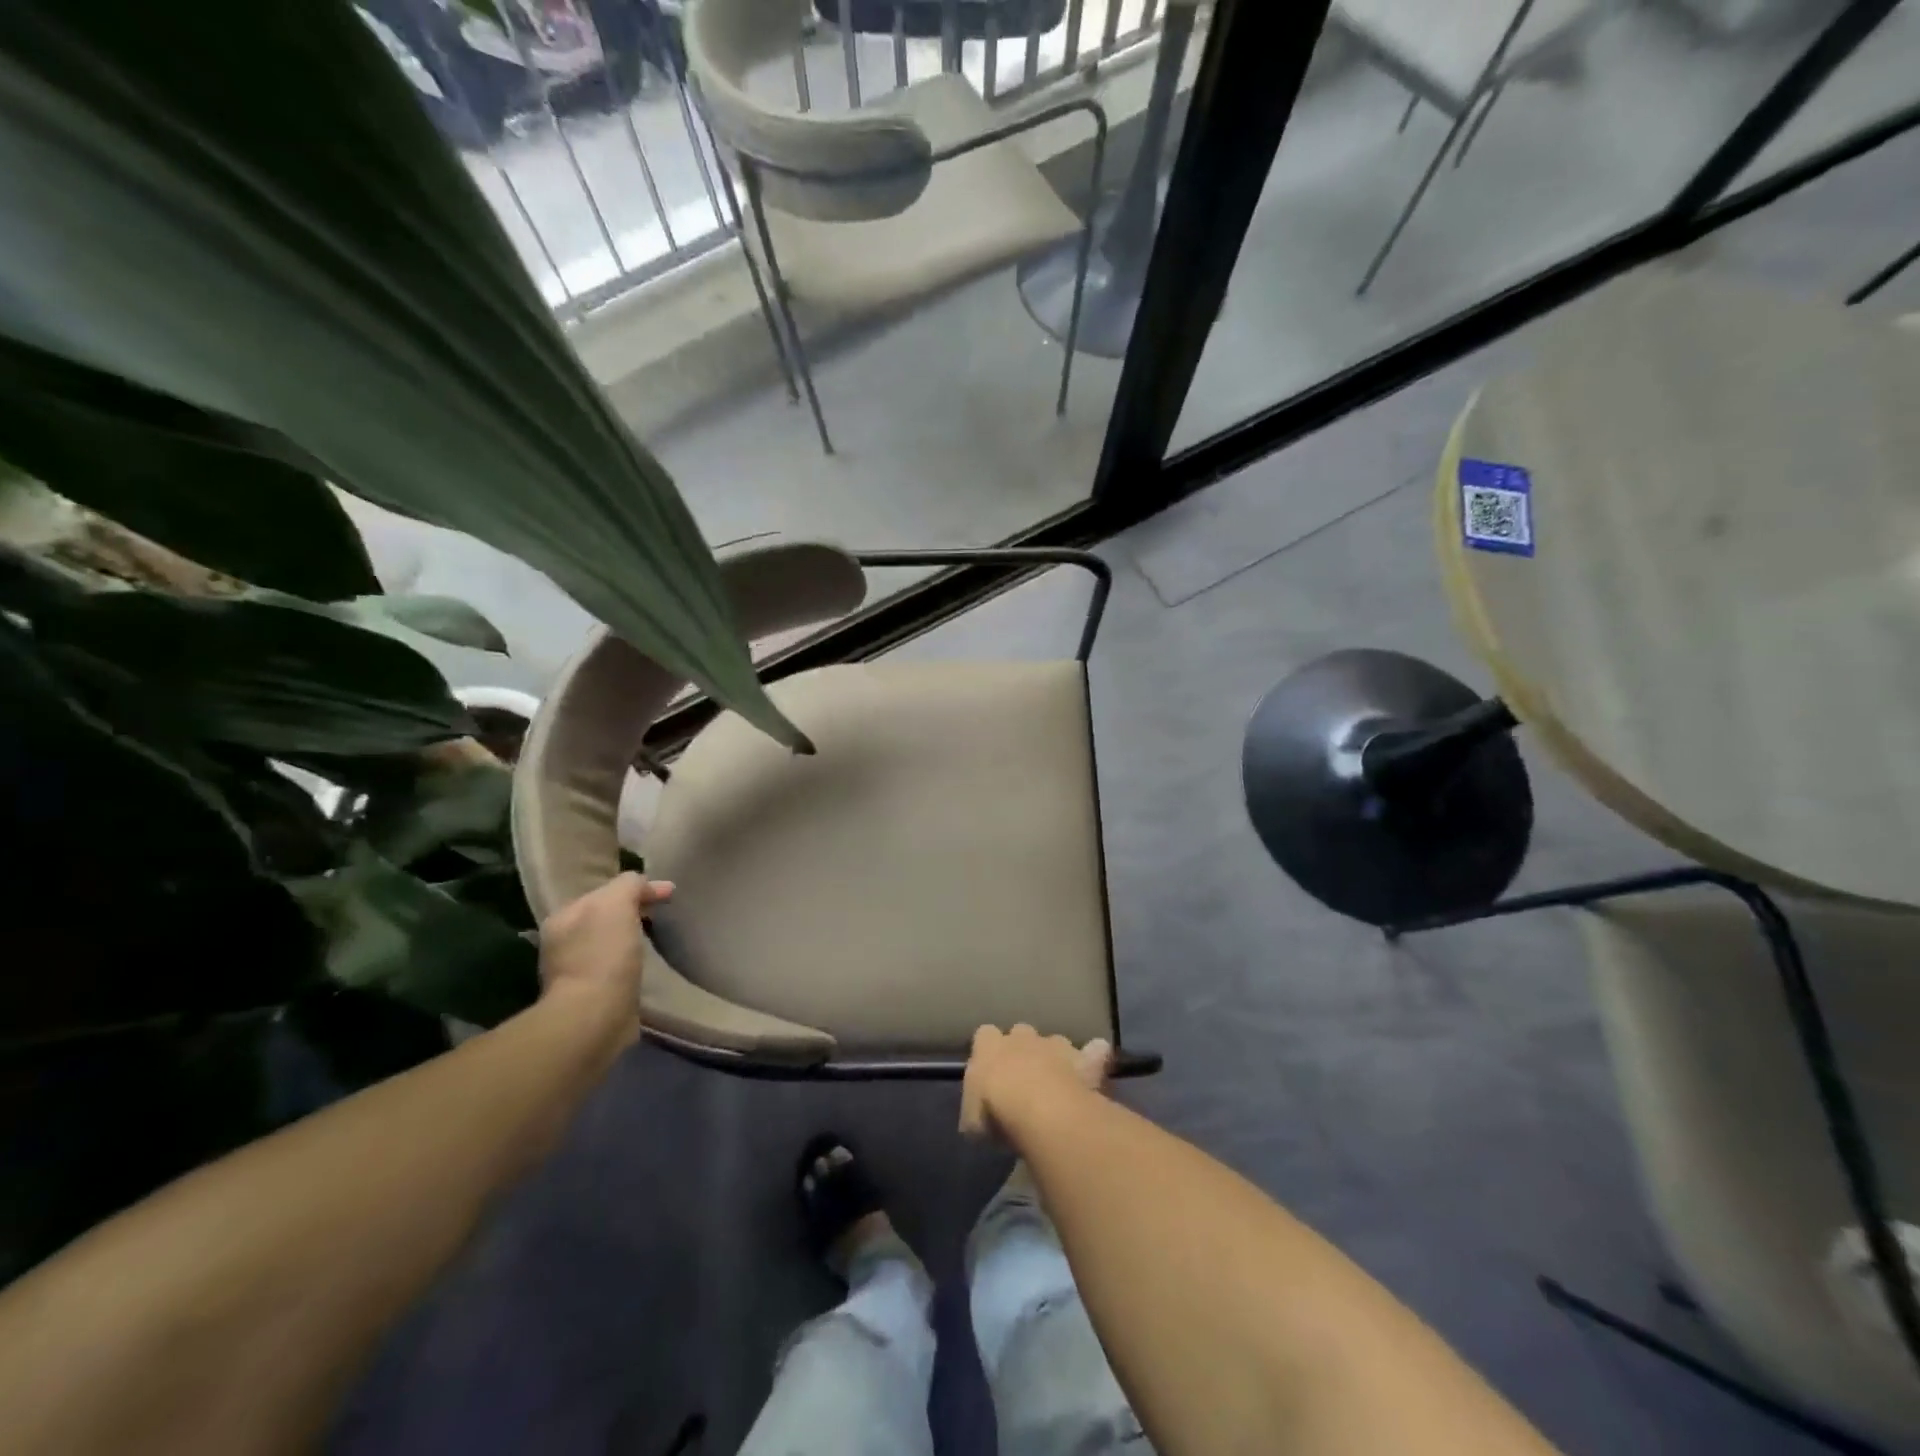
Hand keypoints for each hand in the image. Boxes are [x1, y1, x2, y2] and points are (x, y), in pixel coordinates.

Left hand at [537, 872, 672, 1013]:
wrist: (594, 1015)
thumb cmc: (604, 953)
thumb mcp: (617, 902)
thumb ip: (629, 884)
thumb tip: (644, 884)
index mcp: (564, 916)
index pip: (605, 891)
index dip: (639, 889)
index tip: (669, 893)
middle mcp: (563, 942)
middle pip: (605, 916)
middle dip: (632, 912)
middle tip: (663, 913)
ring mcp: (574, 971)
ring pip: (609, 942)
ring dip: (631, 938)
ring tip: (655, 939)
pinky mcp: (590, 996)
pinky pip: (615, 967)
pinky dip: (630, 962)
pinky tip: (644, 965)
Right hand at [960, 1024, 1110, 1141]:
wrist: (1042, 1108)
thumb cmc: (998, 1112)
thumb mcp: (972, 1122)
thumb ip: (976, 1111)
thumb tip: (980, 1116)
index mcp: (989, 1045)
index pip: (984, 1036)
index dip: (989, 1052)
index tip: (991, 1074)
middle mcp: (1022, 1036)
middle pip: (1021, 1033)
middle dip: (1023, 1050)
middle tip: (1025, 1080)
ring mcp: (1056, 1043)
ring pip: (1056, 1042)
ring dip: (1056, 1058)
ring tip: (1059, 1085)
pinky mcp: (1085, 1058)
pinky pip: (1094, 1051)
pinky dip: (1095, 1059)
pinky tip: (1096, 1073)